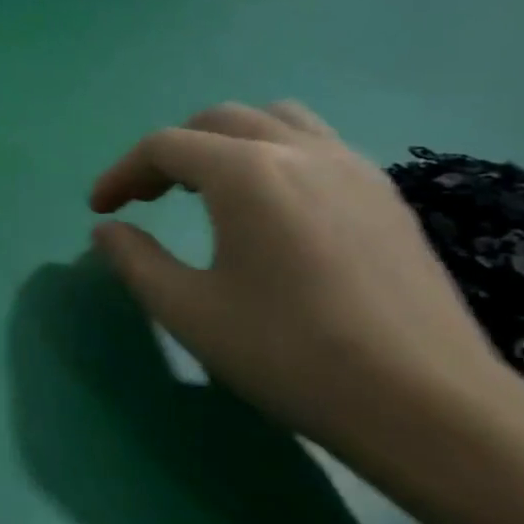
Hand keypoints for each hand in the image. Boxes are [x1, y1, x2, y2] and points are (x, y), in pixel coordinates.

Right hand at [89, 101, 516, 480]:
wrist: (425, 403)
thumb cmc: (289, 354)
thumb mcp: (189, 311)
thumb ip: (136, 260)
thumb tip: (107, 230)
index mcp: (246, 173)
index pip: (165, 146)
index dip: (121, 173)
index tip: (99, 210)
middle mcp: (300, 151)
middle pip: (218, 121)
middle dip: (170, 152)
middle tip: (146, 199)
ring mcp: (353, 167)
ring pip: (276, 120)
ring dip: (226, 142)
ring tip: (207, 188)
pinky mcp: (386, 195)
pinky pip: (317, 145)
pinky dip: (274, 155)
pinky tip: (271, 209)